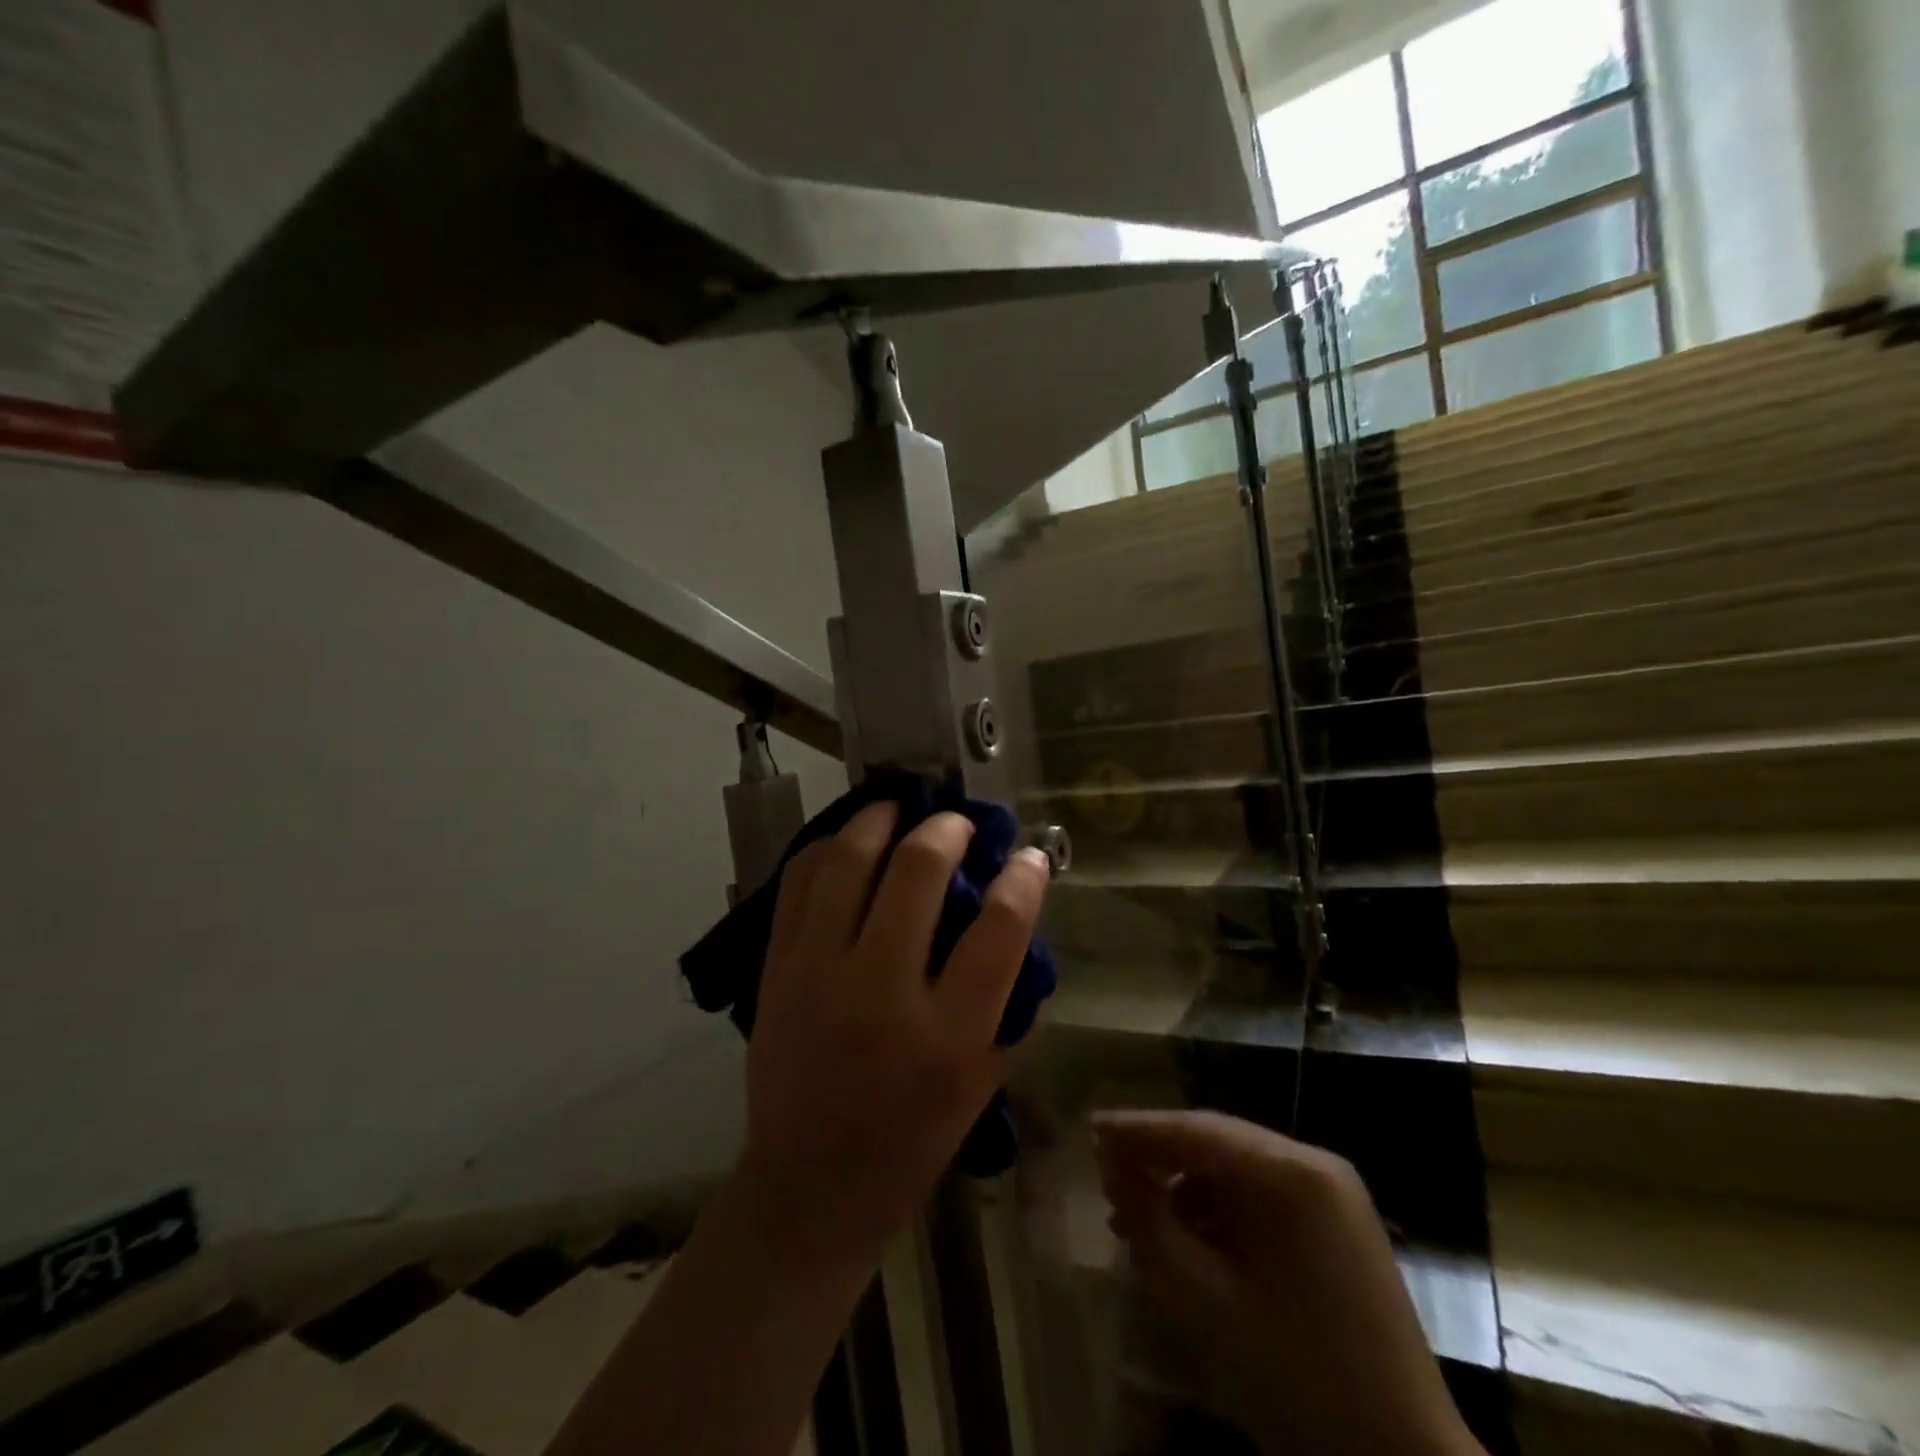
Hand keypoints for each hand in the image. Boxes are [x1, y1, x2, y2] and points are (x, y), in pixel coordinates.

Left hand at [734, 801, 1050, 1272]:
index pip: (999, 928)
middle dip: (947, 830)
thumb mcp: (982, 1081)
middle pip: (917, 873)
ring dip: (880, 820)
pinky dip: (827, 848)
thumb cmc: (912, 1138)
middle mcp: (881, 993)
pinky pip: (799, 882)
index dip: (1023, 878)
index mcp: (948, 1036)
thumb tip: (1013, 914)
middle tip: (958, 824)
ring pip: (848, 862)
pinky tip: (849, 840)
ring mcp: (819, 974)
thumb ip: (1006, 1000)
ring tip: (900, 808)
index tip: (1028, 856)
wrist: (810, 1184)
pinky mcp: (777, 968)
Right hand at [1094, 1110, 1481, 1455]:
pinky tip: (1187, 1240)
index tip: (1091, 1127)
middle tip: (1107, 1178)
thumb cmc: (1296, 1375)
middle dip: (1158, 1158)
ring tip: (1138, 1219)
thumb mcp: (1202, 1298)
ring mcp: (1333, 1194)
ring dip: (1185, 1186)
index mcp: (1292, 1174)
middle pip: (1218, 1142)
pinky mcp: (1337, 1224)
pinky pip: (1262, 1196)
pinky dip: (1219, 1210)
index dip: (1138, 1128)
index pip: (1197, 1130)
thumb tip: (1113, 1164)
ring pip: (1237, 1168)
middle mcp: (1316, 1164)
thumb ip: (1149, 1219)